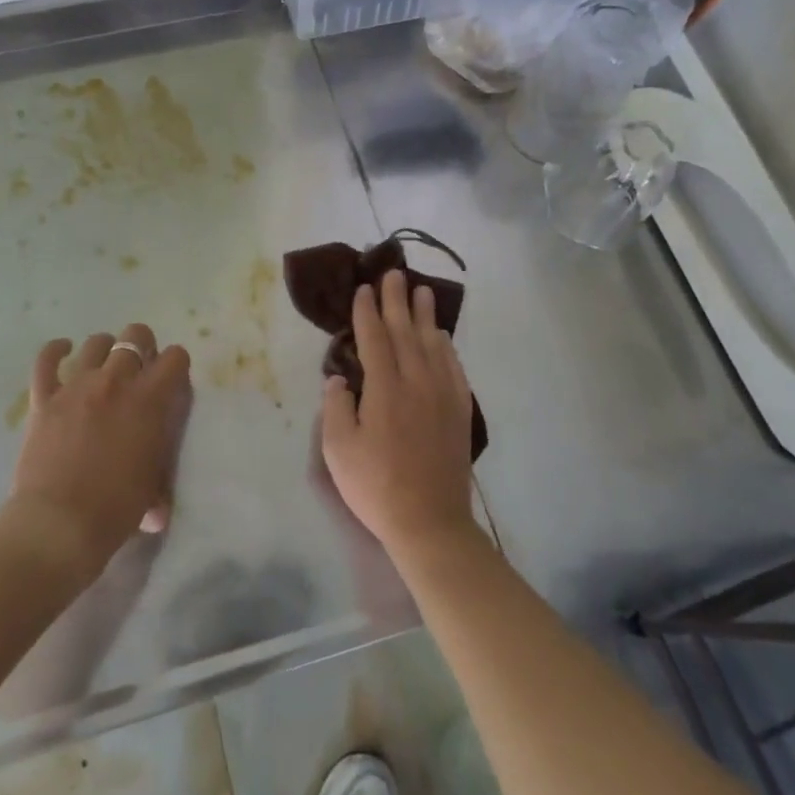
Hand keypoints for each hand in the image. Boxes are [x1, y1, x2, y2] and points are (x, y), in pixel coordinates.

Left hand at [5, 323, 191, 582]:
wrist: (60, 524)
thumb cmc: (116, 508)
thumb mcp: (155, 482)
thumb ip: (159, 462)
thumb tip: (158, 487)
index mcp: (150, 400)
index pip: (175, 358)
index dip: (176, 365)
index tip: (172, 381)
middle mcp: (116, 382)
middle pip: (135, 336)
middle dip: (142, 347)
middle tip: (140, 370)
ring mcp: (76, 386)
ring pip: (96, 344)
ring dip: (106, 350)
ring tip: (106, 366)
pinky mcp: (44, 398)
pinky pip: (46, 360)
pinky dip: (56, 351)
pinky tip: (63, 350)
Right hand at [320, 270, 477, 559]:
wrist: (430, 521)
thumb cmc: (376, 486)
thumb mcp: (338, 450)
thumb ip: (336, 407)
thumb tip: (339, 378)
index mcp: (384, 389)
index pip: (375, 339)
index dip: (367, 312)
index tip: (364, 289)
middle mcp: (416, 383)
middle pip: (406, 332)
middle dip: (397, 301)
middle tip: (394, 273)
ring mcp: (442, 396)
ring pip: (433, 345)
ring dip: (425, 316)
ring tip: (421, 291)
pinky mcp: (458, 412)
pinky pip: (454, 368)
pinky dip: (447, 347)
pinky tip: (443, 338)